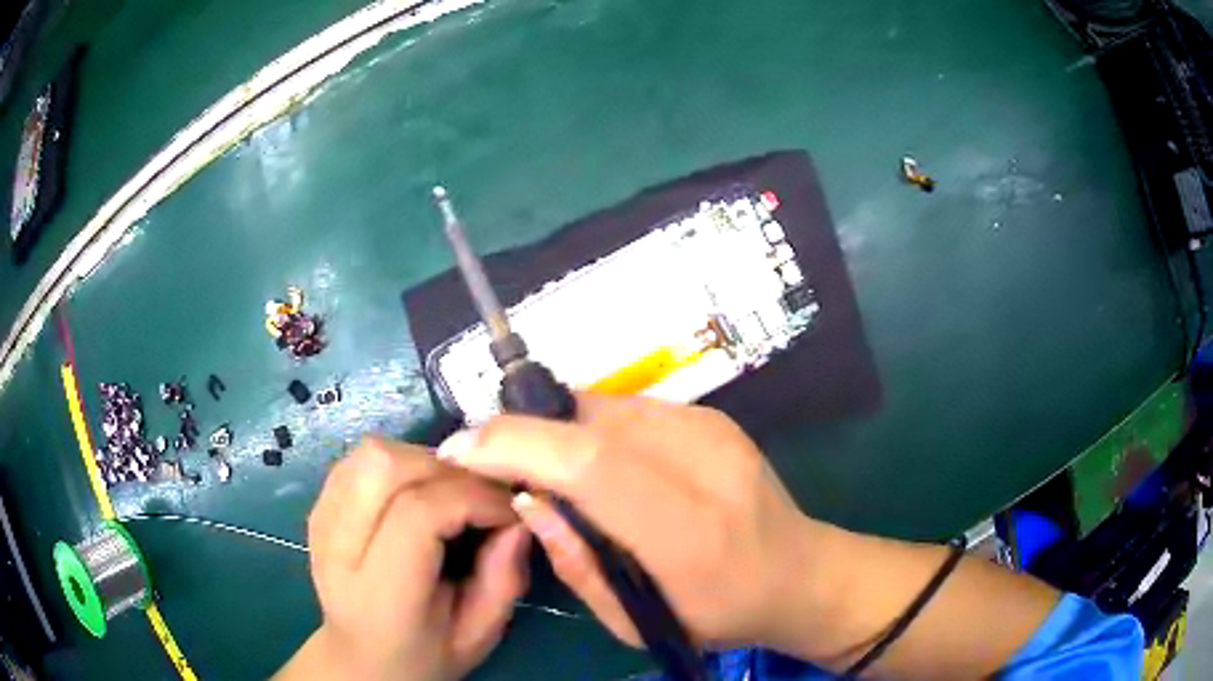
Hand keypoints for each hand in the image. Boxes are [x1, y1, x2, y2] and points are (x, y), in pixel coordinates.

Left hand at [294, 438, 530, 680]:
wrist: (361, 657)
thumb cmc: (425, 653)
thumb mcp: (478, 635)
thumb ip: (503, 579)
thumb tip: (519, 517)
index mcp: (380, 593)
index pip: (418, 513)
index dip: (472, 497)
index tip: (508, 510)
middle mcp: (339, 548)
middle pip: (385, 467)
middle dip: (446, 469)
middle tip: (479, 495)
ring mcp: (321, 520)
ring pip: (371, 454)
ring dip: (423, 461)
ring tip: (451, 492)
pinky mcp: (318, 506)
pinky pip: (360, 459)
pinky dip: (400, 463)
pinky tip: (419, 491)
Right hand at [438, 394, 819, 648]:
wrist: (801, 572)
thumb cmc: (720, 614)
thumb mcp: (637, 621)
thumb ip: (576, 562)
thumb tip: (525, 498)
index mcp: (691, 532)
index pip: (592, 464)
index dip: (517, 445)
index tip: (461, 450)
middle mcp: (706, 464)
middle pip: (590, 422)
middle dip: (525, 434)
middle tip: (495, 463)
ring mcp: (714, 429)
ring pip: (603, 407)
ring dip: (559, 431)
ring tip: (547, 469)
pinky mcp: (713, 415)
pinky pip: (627, 408)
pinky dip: (592, 428)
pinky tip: (594, 462)